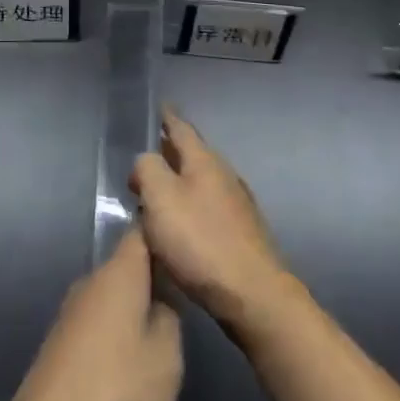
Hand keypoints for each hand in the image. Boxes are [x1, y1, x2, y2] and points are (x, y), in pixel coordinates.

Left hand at [5, 231, 182, 400]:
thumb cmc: (118, 387)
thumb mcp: (167, 356)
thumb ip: (171, 319)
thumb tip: (161, 304)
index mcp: (119, 273)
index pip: (141, 233)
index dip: (162, 235)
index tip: (185, 248)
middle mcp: (91, 281)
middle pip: (126, 265)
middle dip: (152, 278)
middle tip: (182, 299)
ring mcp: (72, 310)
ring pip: (111, 296)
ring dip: (133, 309)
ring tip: (159, 334)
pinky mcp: (60, 340)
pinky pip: (97, 322)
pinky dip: (114, 333)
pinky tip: (127, 361)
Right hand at [131, 107, 296, 337]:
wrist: (253, 294)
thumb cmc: (201, 241)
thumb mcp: (160, 198)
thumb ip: (148, 170)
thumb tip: (146, 162)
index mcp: (204, 161)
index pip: (182, 129)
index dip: (168, 118)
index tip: (160, 107)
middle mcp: (224, 175)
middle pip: (193, 155)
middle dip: (170, 152)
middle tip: (147, 155)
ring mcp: (237, 204)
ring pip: (201, 182)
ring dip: (179, 181)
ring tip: (157, 191)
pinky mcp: (242, 232)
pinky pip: (208, 206)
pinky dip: (191, 205)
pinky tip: (181, 223)